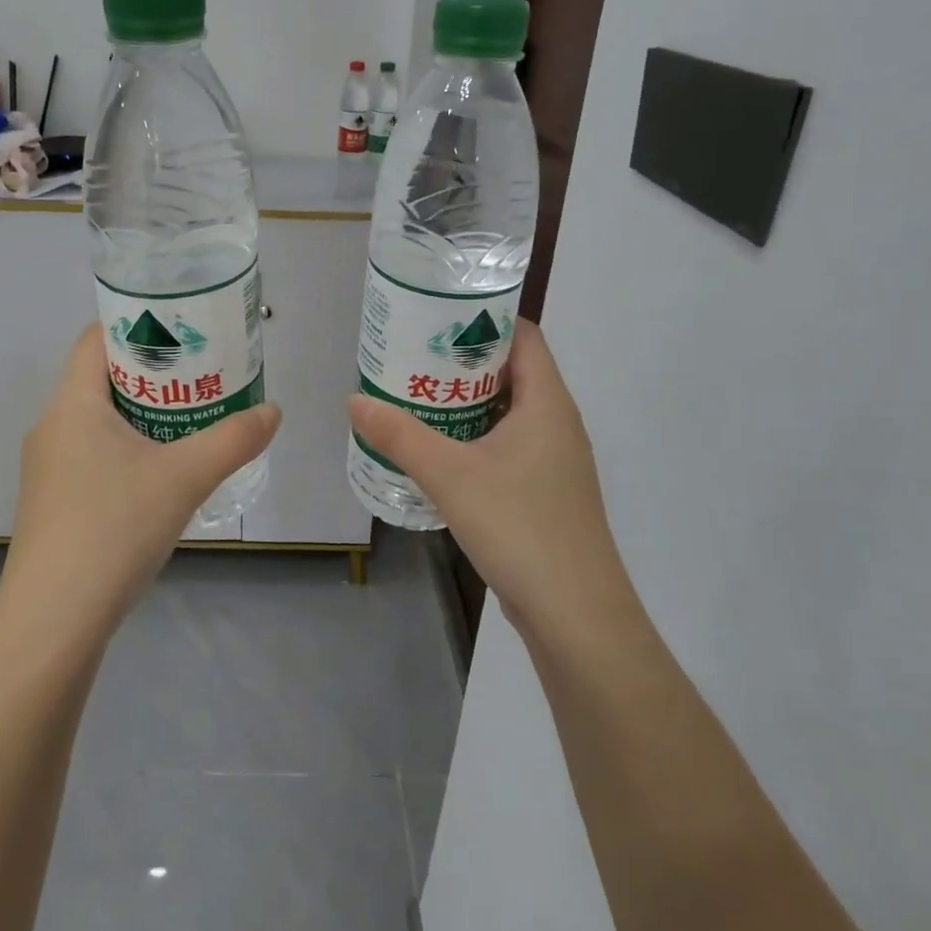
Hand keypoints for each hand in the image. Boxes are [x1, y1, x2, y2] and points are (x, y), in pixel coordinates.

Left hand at [1, 324, 280, 640]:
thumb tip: (273, 412)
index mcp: (72, 404)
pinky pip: (93, 458)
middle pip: (102, 379)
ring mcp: (47, 470)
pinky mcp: (52, 506)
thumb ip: (233, 440)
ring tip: (191, 424)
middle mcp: (52, 428)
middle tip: (202, 378)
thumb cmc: (113, 528)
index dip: (139, 325)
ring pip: (99, 423)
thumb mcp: (185, 478)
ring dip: (143, 418)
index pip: (98, 338)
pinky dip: (128, 453)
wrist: (52, 623)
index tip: (184, 332)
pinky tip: (161, 479)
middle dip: (154, 375)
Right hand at [347, 320, 633, 638]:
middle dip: (463, 360)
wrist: (576, 615)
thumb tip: (354, 400)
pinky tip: (439, 451)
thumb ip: (400, 436)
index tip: (438, 316)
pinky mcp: (546, 492)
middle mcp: (557, 423)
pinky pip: (508, 445)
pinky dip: (475, 436)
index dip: (485, 317)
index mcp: (548, 403)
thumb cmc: (520, 527)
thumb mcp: (450, 476)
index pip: (524, 335)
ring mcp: (554, 460)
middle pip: (512, 370)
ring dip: (467, 401)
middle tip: (413, 355)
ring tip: (417, 396)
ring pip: (508, 412)